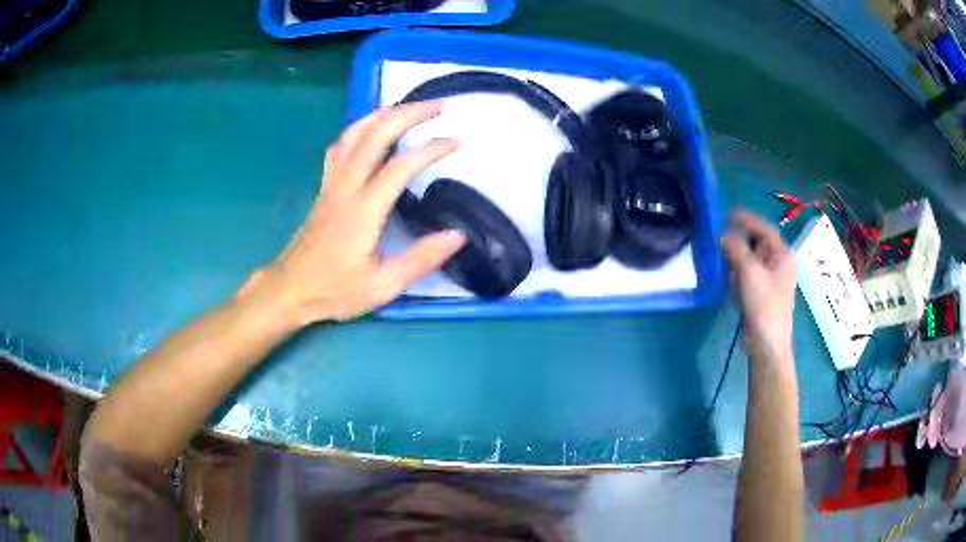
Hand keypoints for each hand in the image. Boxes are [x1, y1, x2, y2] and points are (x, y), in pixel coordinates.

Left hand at [240, 102, 465, 322]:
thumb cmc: (335, 290)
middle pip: (376, 134)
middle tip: (437, 106)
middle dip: (408, 113)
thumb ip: (421, 259)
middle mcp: (346, 186)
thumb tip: (458, 235)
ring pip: (354, 133)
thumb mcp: (383, 286)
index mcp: (364, 210)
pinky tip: (369, 129)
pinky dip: (358, 129)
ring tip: (408, 108)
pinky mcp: (324, 186)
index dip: (432, 148)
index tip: (457, 140)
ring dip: (383, 114)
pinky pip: (340, 146)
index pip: (401, 165)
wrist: (289, 289)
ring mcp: (331, 182)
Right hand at [720, 210, 795, 363]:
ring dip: (735, 255)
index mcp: (782, 256)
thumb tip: (722, 235)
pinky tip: (725, 274)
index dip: (747, 219)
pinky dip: (736, 271)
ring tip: (718, 253)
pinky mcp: (761, 294)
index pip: (765, 229)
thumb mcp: (749, 272)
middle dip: (739, 239)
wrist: (767, 344)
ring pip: (751, 259)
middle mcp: (778, 264)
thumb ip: (735, 249)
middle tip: (719, 236)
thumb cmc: (764, 305)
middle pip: (757, 243)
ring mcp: (770, 280)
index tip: (728, 214)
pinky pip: (748, 274)